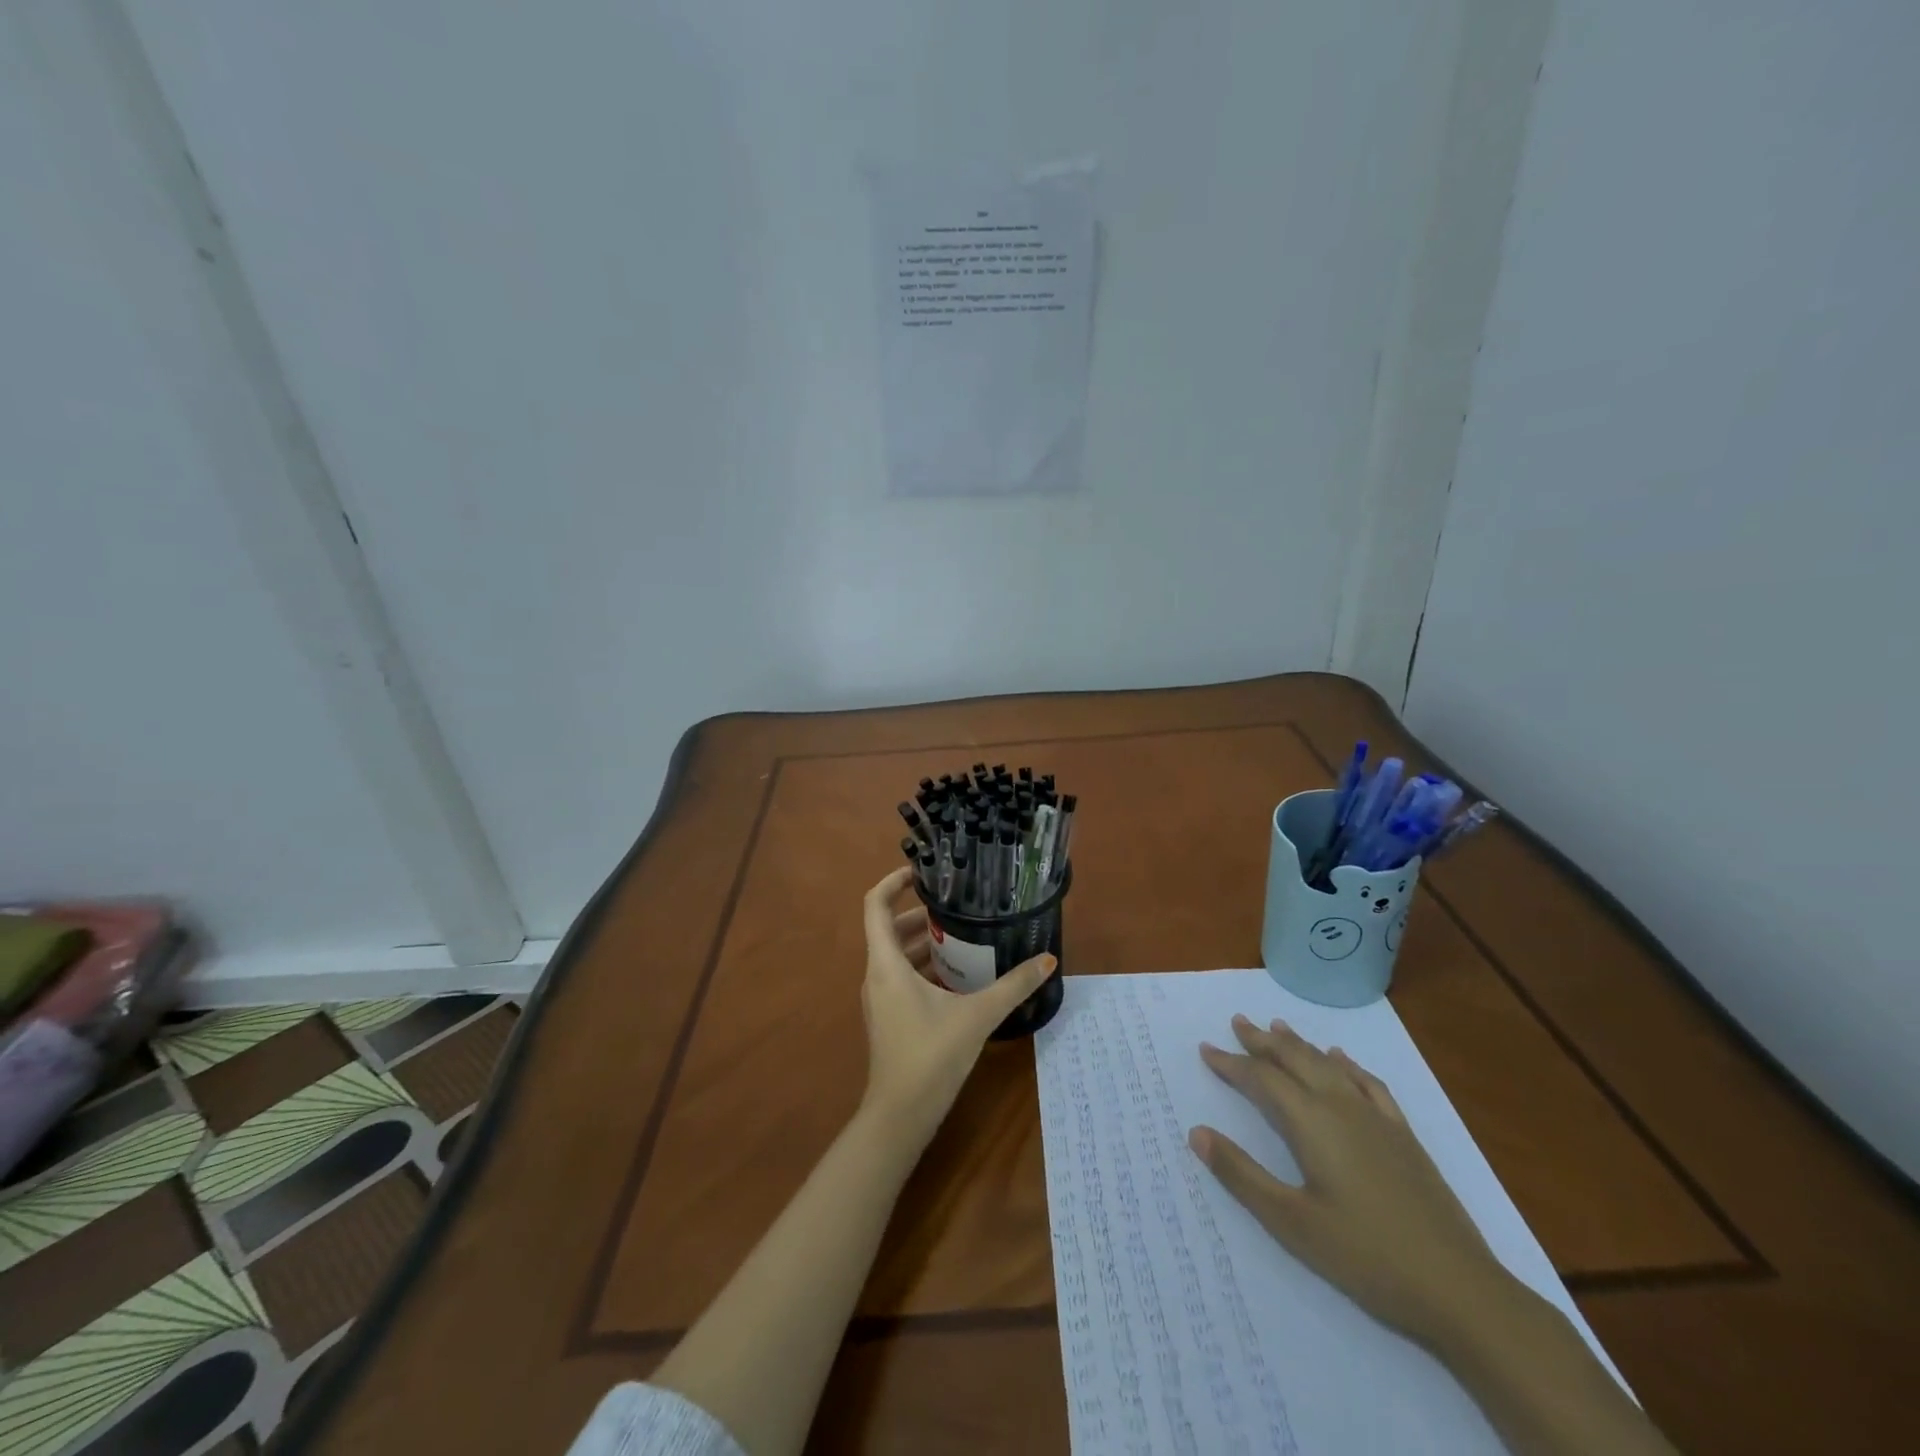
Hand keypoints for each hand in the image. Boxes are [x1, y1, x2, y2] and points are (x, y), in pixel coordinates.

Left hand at [858, 868, 1054, 1149]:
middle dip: (920, 913)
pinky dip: (923, 967)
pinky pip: (901, 976)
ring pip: (896, 955)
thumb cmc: (931, 1056)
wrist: (900, 1116)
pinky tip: (958, 977)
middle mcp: (876, 975)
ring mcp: (879, 998)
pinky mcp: (888, 1016)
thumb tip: (1048, 960)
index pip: (875, 905)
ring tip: (964, 936)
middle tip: (957, 906)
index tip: (922, 872)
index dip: (893, 881)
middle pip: (889, 928)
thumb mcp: (977, 1016)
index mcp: (886, 964)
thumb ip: (1013, 986)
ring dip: (924, 942)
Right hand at [1189, 1014, 1514, 1351]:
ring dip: (1299, 1045)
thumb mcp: (1291, 1222)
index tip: (1206, 1049)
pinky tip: (1342, 1060)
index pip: (1261, 1079)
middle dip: (1263, 1040)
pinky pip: (1369, 1084)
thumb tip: (1196, 1132)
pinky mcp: (1404, 1137)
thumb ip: (1241, 1174)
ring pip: (1329, 1065)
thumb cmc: (1365, 1257)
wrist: (1460, 1289)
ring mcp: (1377, 1119)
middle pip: (1295, 1059)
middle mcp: (1341, 1107)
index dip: (1232, 1063)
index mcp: (1311, 1122)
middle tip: (1238, 1022)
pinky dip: (1347, 1065)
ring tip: (1277, 1026)